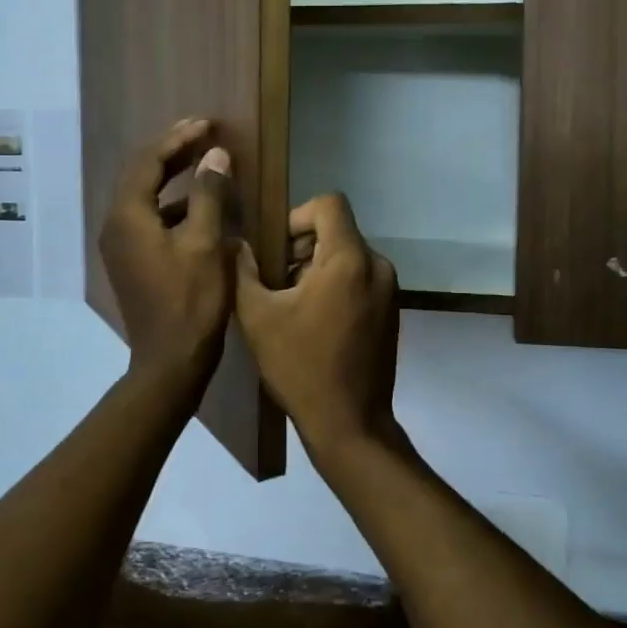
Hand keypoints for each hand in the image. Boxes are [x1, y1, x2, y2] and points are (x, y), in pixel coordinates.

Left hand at [100, 119, 233, 389]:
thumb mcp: (206, 244)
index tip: (207, 123)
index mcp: (128, 216)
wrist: (170, 361)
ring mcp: (121, 245)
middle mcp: (116, 225)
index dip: (178, 138)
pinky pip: (150, 217)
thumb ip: (209, 194)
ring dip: (173, 176)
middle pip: (142, 174)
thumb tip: (214, 155)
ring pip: (146, 196)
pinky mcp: (133, 260)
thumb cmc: (191, 302)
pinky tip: (200, 205)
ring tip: (204, 161)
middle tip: (204, 132)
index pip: (149, 161)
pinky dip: (173, 204)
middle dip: (173, 151)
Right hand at [234, 193, 407, 468]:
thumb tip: (235, 244)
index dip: (297, 216)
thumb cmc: (300, 367)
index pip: (329, 204)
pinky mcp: (391, 311)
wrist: (349, 424)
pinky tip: (313, 320)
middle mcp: (377, 266)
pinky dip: (336, 285)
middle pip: (337, 230)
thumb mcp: (258, 317)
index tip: (276, 249)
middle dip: (302, 246)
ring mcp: (389, 290)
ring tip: (290, 303)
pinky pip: (360, 278)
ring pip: (348, 255)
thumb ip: (243, 271)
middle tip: (275, 279)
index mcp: (349, 259)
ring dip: (317, 267)